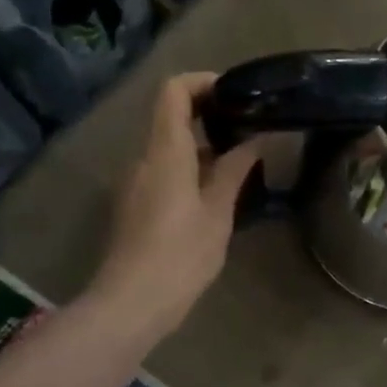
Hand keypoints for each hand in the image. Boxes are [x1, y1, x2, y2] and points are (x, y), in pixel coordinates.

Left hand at [84, 73, 261, 342]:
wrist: (131, 304)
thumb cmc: (180, 255)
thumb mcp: (217, 212)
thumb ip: (234, 169)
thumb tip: (255, 139)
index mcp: (165, 152)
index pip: (173, 91)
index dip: (203, 82)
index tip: (236, 94)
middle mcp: (144, 158)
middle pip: (171, 116)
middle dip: (210, 115)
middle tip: (249, 128)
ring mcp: (135, 182)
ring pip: (169, 147)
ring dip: (203, 146)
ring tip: (241, 164)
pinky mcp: (135, 205)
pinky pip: (164, 171)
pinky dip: (190, 169)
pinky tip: (217, 195)